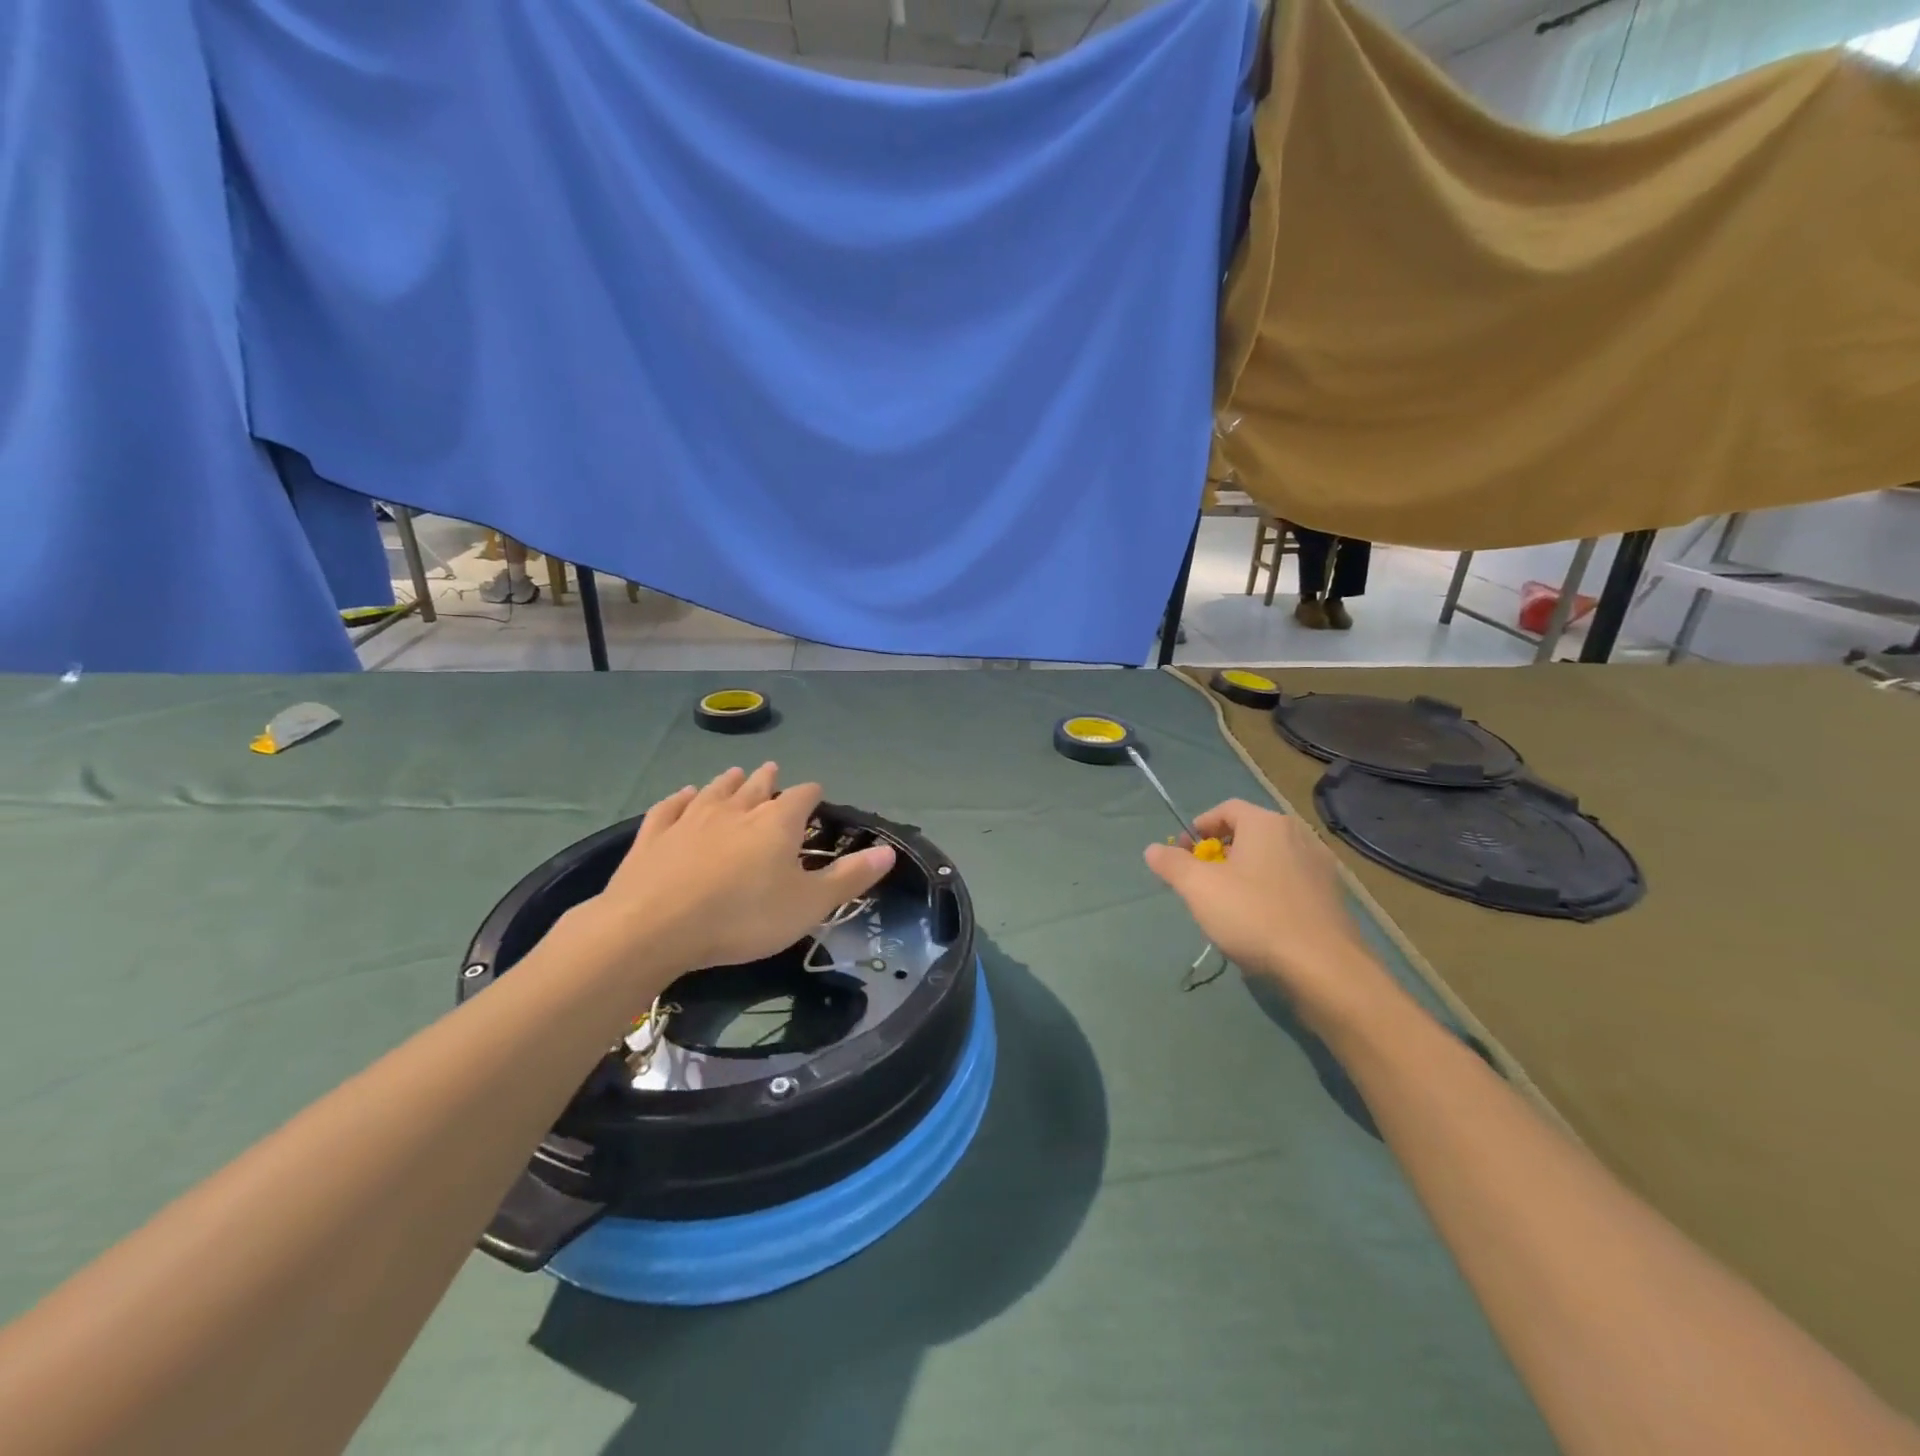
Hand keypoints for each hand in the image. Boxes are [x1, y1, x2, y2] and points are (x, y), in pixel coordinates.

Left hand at [581, 764, 895, 977]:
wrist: (654, 926)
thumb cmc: (742, 917)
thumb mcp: (808, 905)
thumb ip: (849, 878)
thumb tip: (889, 851)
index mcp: (777, 823)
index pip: (802, 796)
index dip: (811, 794)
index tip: (816, 796)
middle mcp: (736, 809)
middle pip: (757, 786)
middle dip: (768, 779)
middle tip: (773, 771)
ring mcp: (691, 817)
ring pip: (715, 790)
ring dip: (728, 782)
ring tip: (735, 774)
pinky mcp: (654, 833)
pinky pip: (671, 806)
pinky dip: (680, 798)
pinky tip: (683, 794)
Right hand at [1143, 800, 1390, 1026]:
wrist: (1324, 968)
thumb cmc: (1254, 916)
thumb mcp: (1198, 888)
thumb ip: (1172, 864)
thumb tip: (1153, 849)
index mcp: (1266, 824)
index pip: (1227, 809)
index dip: (1200, 826)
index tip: (1184, 852)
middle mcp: (1297, 835)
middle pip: (1250, 833)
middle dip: (1221, 851)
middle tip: (1201, 879)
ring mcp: (1320, 867)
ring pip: (1272, 859)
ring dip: (1246, 872)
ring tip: (1228, 902)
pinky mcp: (1333, 898)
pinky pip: (1291, 883)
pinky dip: (1271, 891)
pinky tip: (1260, 922)